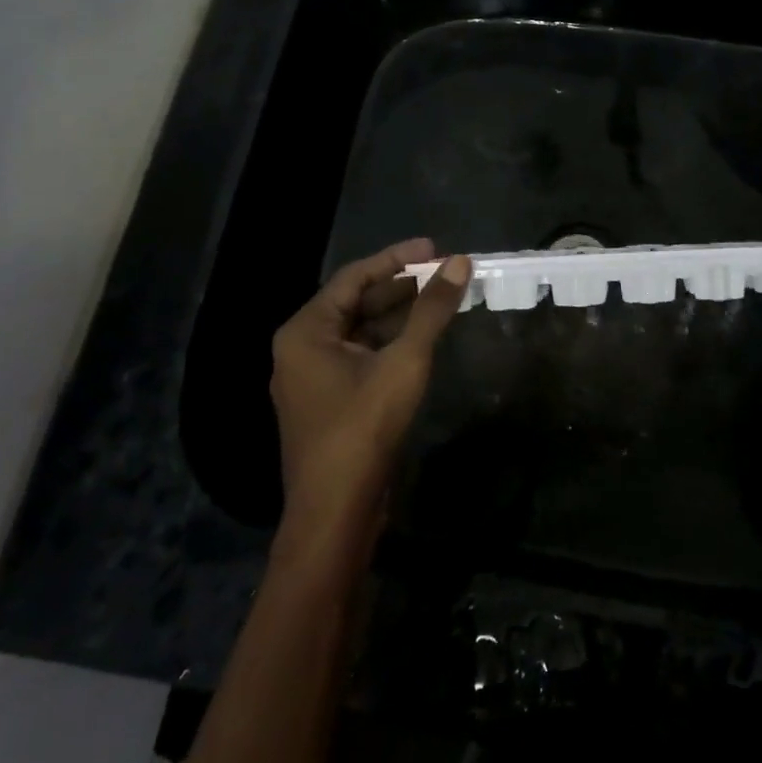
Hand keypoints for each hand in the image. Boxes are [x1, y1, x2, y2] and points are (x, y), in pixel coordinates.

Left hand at [270, 239, 470, 551]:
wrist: (335, 515)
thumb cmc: (363, 429)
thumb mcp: (404, 362)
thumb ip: (431, 310)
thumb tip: (460, 262)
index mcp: (306, 330)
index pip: (354, 277)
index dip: (396, 258)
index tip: (433, 247)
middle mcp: (302, 348)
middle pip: (356, 302)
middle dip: (400, 286)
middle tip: (442, 272)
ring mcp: (312, 377)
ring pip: (360, 331)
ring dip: (398, 314)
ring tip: (440, 298)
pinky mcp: (328, 402)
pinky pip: (360, 356)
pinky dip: (390, 343)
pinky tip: (421, 337)